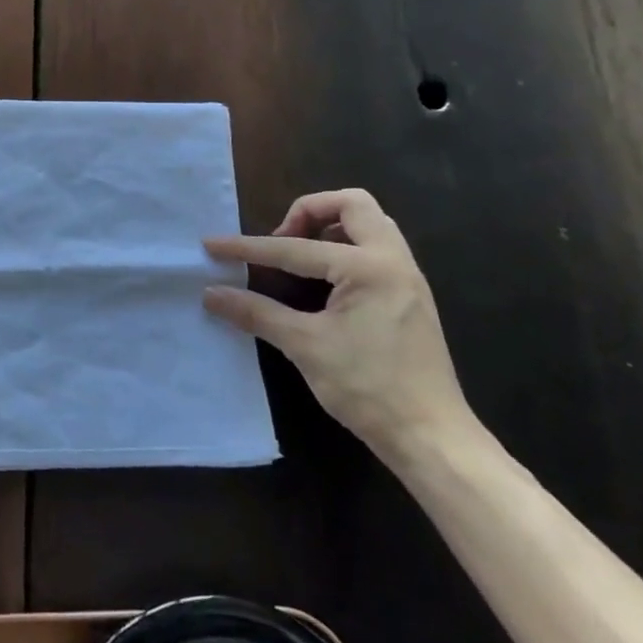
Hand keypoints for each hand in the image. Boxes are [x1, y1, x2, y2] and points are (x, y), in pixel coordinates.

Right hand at [203, 189, 472, 463]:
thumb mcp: (304, 346)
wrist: (432, 437)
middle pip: (353, 204)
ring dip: (331, 227)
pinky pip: (377, 249)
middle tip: (281, 240)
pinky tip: (323, 282)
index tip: (212, 244)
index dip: (248, 248)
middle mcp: (394, 261)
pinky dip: (345, 248)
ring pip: (370, 224)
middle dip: (308, 212)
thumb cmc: (368, 388)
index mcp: (369, 268)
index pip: (296, 249)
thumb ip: (256, 312)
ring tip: (299, 256)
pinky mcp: (409, 297)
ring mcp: (407, 278)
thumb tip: (211, 294)